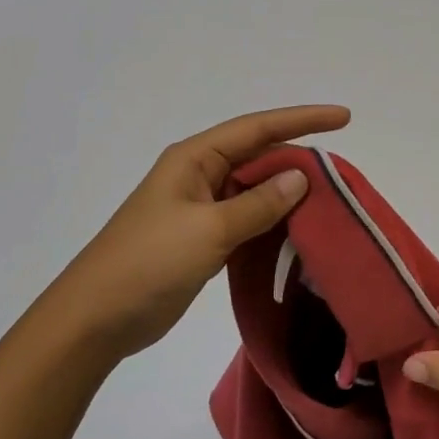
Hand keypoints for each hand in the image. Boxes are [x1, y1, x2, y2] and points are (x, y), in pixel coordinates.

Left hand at [46, 104, 350, 356]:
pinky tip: (300, 230)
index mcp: (195, 158)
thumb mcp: (210, 230)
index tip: (344, 117)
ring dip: (289, 193)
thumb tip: (301, 177)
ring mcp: (201, 207)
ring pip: (256, 189)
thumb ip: (259, 203)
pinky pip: (249, 218)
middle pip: (260, 155)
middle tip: (342, 174)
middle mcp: (199, 175)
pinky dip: (274, 220)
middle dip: (299, 159)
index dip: (302, 119)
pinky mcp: (203, 238)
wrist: (93, 321)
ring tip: (331, 200)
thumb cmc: (148, 263)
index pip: (258, 128)